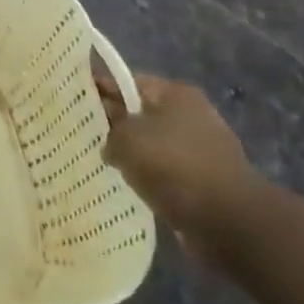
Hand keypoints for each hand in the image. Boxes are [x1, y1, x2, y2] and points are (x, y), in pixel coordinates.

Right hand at [91, 57, 265, 266]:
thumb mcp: (126, 139)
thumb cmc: (174, 166)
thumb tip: (111, 144)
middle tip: (83, 134)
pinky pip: (167, 173)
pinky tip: (129, 187)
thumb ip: (109, 132)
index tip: (75, 100)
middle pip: (141, 113)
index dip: (100, 89)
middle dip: (115, 124)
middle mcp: (191, 115)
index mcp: (174, 94)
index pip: (127, 82)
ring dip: (133, 155)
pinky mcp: (206, 181)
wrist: (229, 222)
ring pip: (154, 145)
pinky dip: (150, 178)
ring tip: (103, 163)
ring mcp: (202, 149)